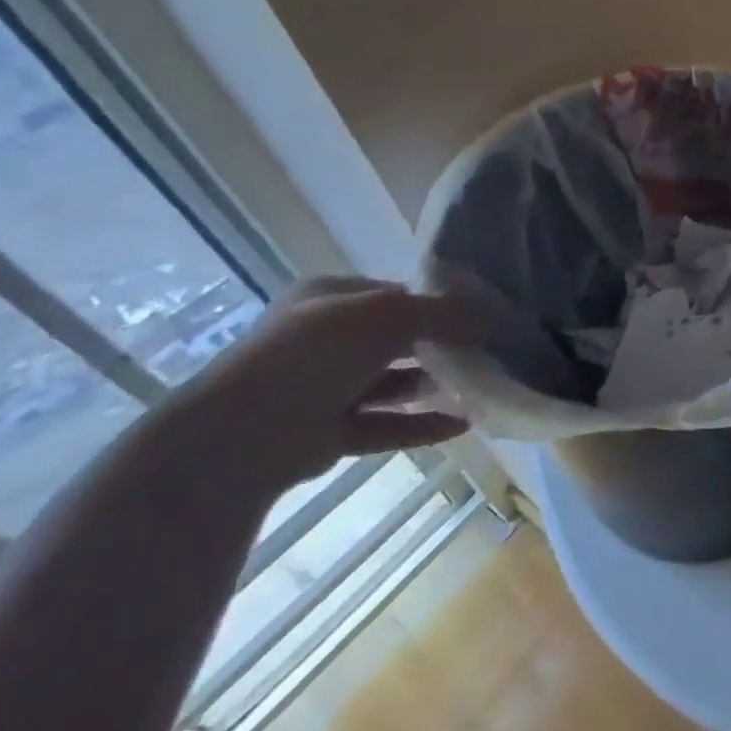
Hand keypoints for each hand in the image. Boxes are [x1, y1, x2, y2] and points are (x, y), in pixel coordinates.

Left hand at [172, 277, 487, 492]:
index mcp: (329, 298)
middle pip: (396, 339)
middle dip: (441, 345)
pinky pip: (384, 425)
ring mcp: (322, 389)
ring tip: (482, 385)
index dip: (438, 301)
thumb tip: (492, 318)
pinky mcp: (326, 434)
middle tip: (487, 350)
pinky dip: (421, 425)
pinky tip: (462, 424)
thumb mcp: (389, 315)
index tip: (480, 313)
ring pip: (392, 383)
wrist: (238, 437)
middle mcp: (324, 339)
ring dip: (434, 385)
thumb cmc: (316, 353)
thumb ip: (444, 313)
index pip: (394, 293)